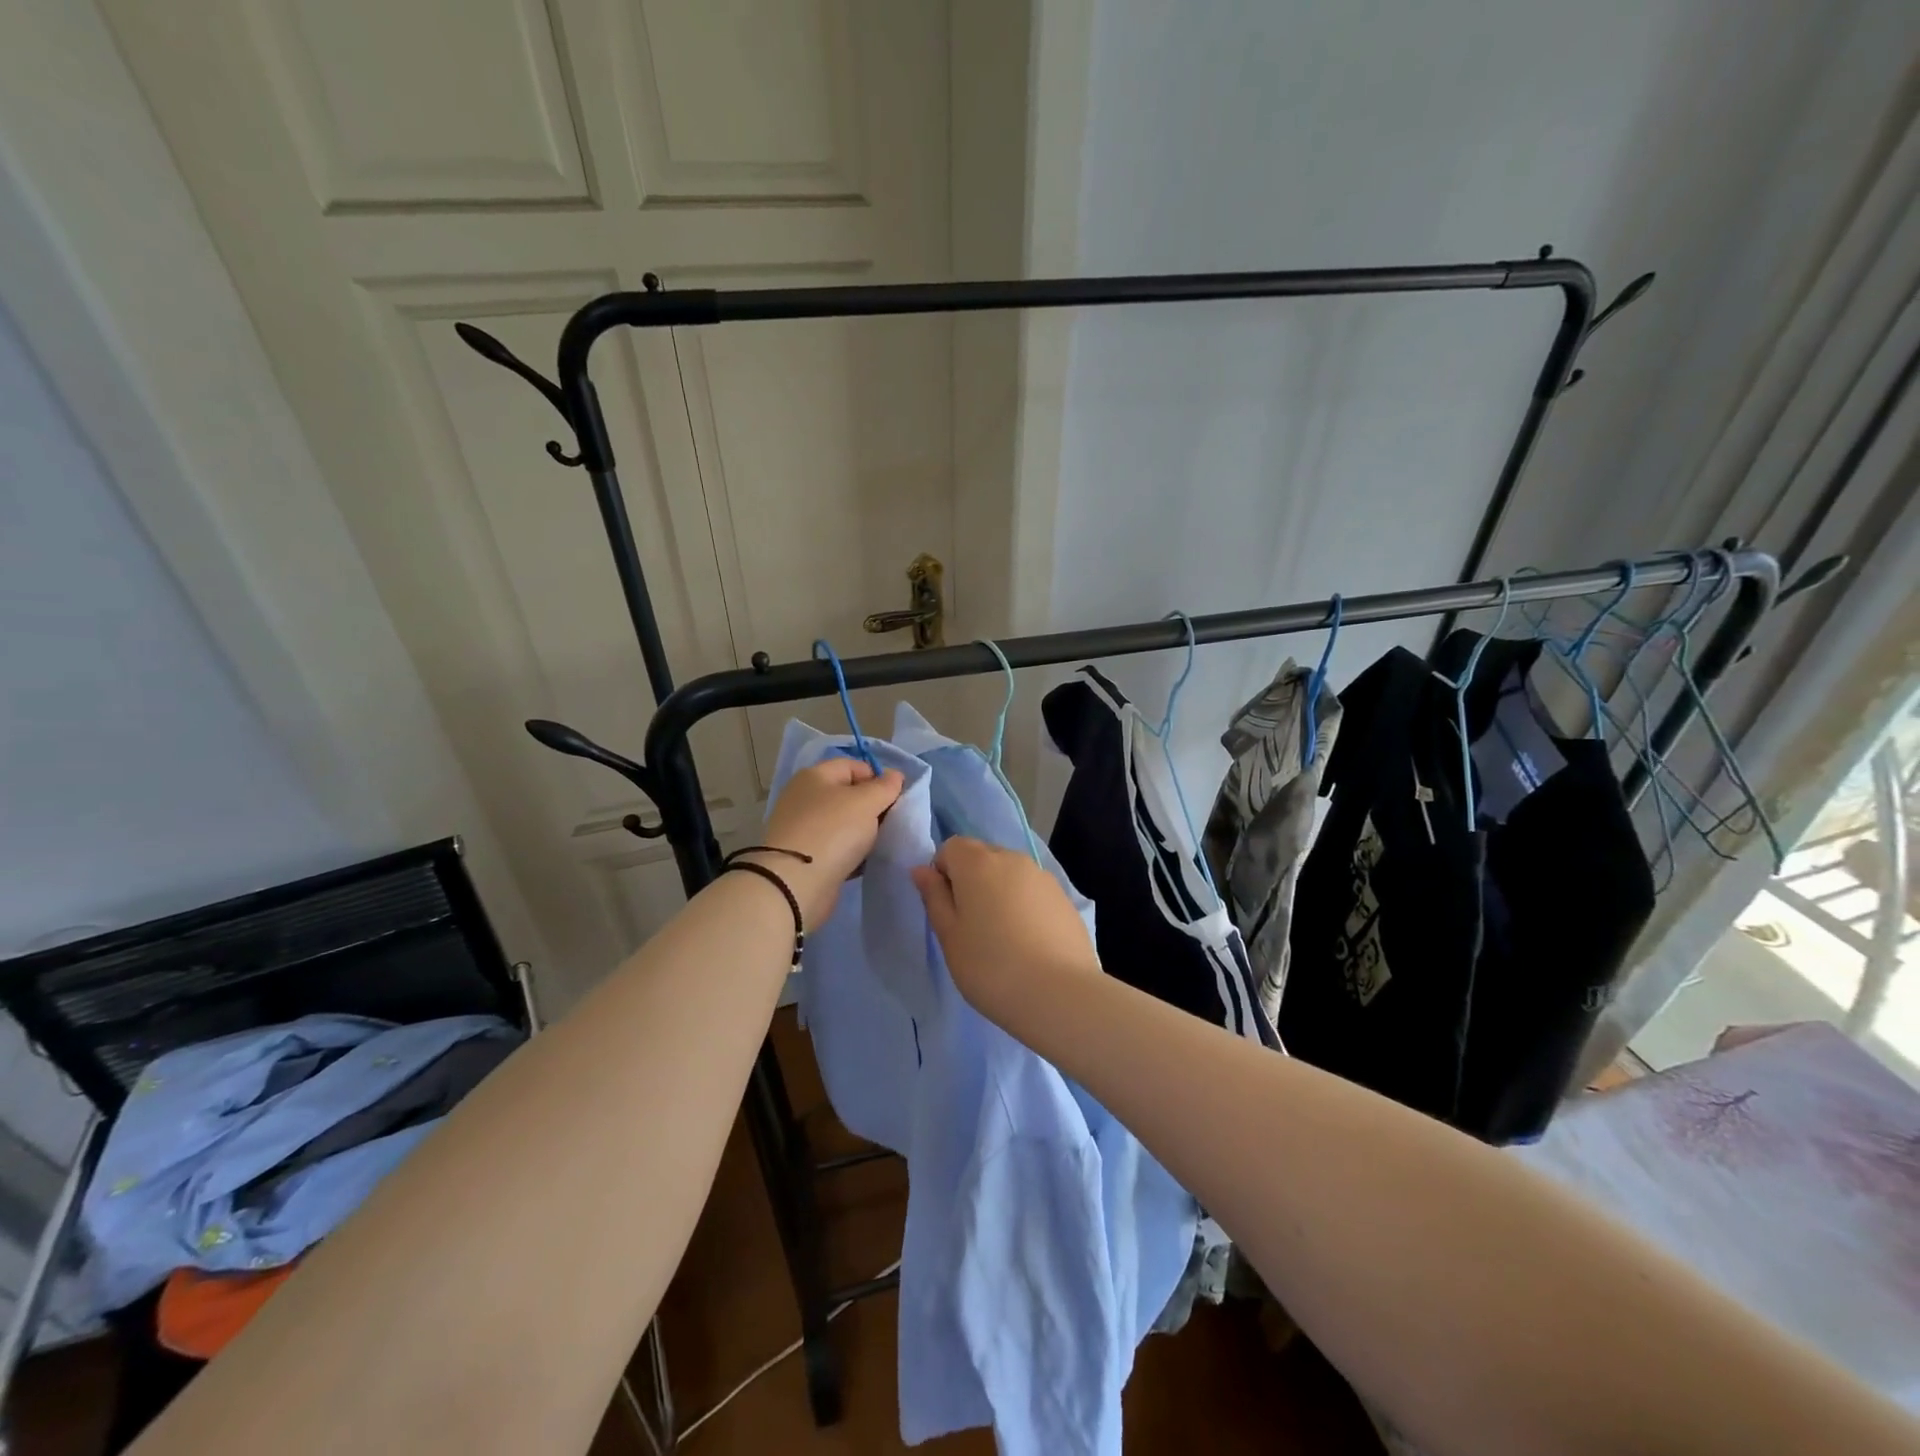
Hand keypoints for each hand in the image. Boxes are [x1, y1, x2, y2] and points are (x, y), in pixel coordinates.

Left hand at [752, 758, 904, 923]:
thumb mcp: (866, 802)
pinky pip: (837, 847)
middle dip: (874, 807)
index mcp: (815, 776)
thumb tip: (894, 775)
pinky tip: (866, 862)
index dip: (878, 778)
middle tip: (892, 823)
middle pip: (849, 795)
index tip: (896, 799)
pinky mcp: (806, 856)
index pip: (854, 766)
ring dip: (865, 832)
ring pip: (845, 823)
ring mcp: (803, 828)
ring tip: (882, 844)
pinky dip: (852, 853)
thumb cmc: (832, 831)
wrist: (795, 884)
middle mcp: (805, 798)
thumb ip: (885, 787)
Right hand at [911, 837, 1100, 1026]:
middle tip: (971, 926)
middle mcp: (1012, 859)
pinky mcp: (1064, 898)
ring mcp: (1043, 876)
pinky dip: (1024, 906)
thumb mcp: (950, 936)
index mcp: (978, 863)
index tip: (947, 910)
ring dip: (999, 892)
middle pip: (982, 856)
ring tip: (1002, 938)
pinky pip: (1033, 891)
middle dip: (971, 880)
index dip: (943, 873)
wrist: (1060, 994)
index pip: (951, 847)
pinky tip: (1029, 943)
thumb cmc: (991, 967)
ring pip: (1010, 873)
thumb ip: (934, 897)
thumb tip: (922, 870)